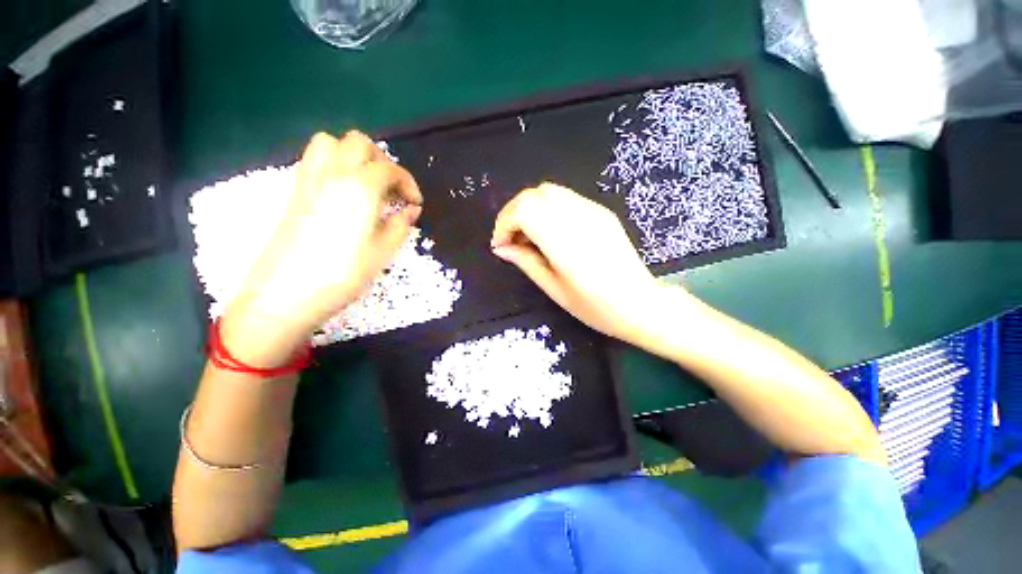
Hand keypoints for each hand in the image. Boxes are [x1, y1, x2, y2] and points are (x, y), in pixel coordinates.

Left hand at [222, 131, 422, 365]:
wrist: (287, 293)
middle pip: (358, 143)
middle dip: (382, 160)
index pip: (390, 169)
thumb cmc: (343, 273)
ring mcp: (309, 180)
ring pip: (330, 143)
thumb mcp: (384, 251)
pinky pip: (314, 160)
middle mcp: (333, 174)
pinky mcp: (295, 192)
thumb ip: (401, 224)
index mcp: (360, 188)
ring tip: (367, 183)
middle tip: (391, 188)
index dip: (408, 183)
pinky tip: (344, 192)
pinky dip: (334, 164)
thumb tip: (411, 209)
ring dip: (354, 155)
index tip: (415, 203)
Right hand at [491, 183, 670, 343]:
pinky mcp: (601, 212)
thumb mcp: (554, 289)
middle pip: (534, 194)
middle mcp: (579, 217)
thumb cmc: (596, 306)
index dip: (505, 223)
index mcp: (565, 241)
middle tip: (512, 240)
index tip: (501, 245)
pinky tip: (551, 233)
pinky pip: (566, 199)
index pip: (524, 209)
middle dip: (514, 213)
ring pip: (549, 192)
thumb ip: (525, 262)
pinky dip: (548, 210)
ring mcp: (593, 211)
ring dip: (531, 209)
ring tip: (529, 237)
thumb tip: (501, 248)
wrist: (640, 303)